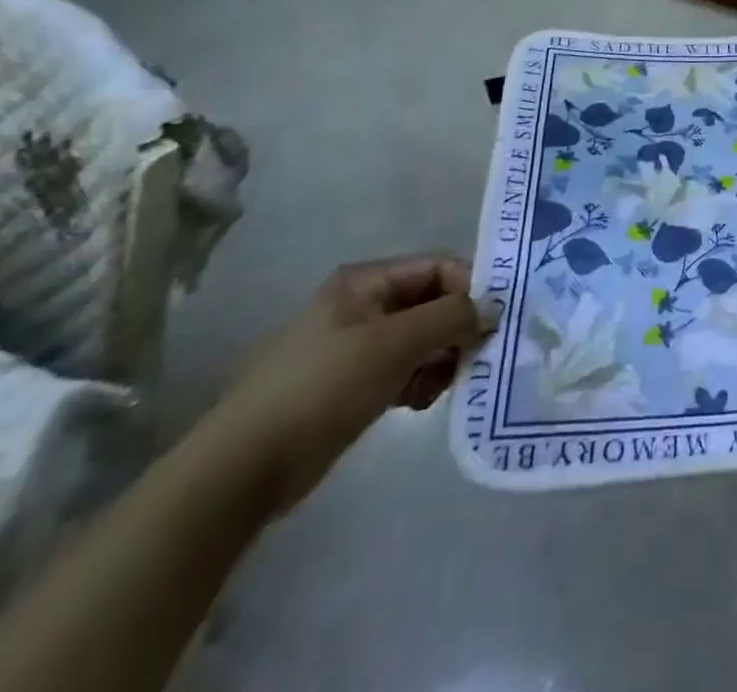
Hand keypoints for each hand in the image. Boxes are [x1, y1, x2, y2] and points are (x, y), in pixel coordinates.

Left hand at [201, 256, 492, 514]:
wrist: (243, 469)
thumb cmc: (323, 388)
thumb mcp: (395, 344)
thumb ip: (451, 317)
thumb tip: (494, 308)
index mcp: (365, 281)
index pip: (437, 267)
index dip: (470, 289)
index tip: (493, 323)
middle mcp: (362, 305)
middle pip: (431, 303)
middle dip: (456, 329)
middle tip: (474, 358)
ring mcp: (354, 346)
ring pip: (420, 339)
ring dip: (440, 359)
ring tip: (442, 386)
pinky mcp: (350, 384)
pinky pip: (402, 369)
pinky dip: (419, 381)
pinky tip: (419, 402)